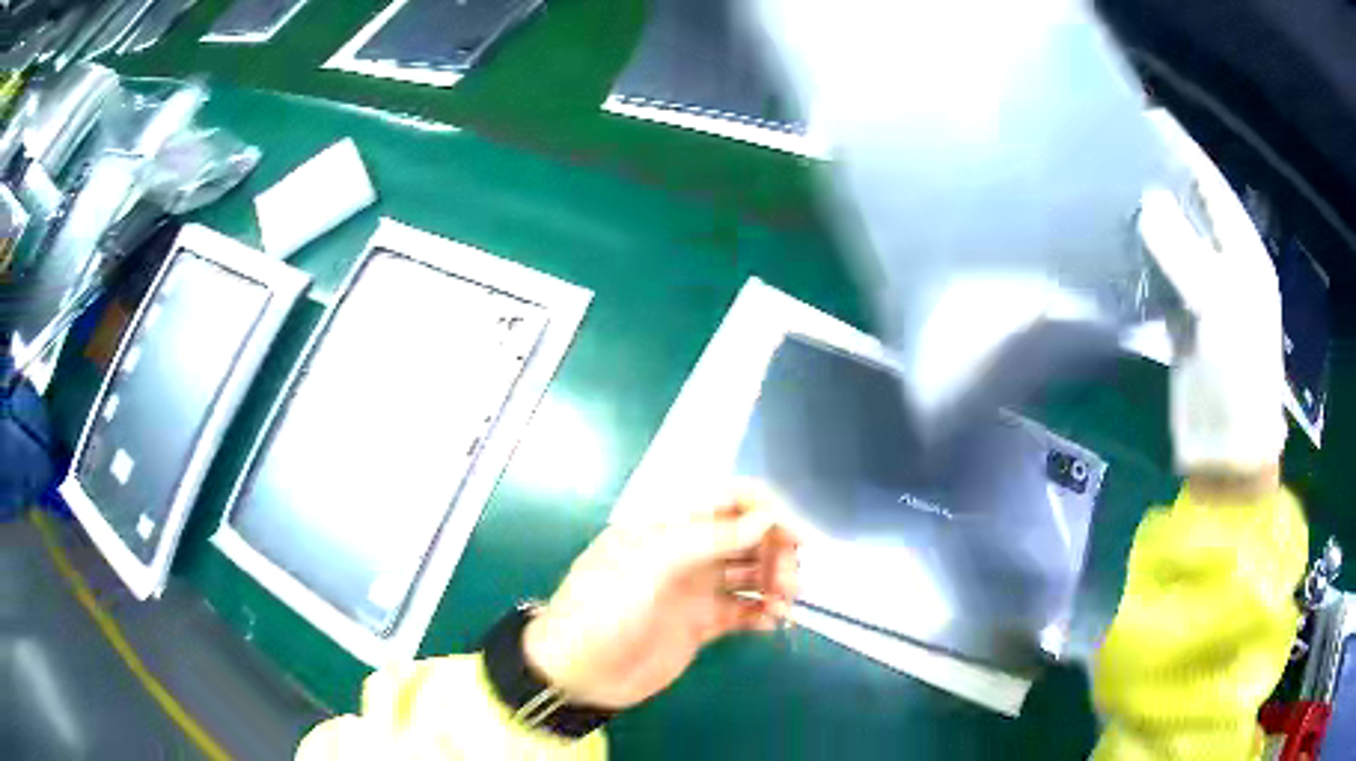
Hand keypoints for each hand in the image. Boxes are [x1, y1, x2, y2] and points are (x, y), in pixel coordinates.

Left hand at [522, 481, 800, 709]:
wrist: (578, 673)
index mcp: (670, 527)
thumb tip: (765, 520)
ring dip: (776, 583)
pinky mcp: (702, 624)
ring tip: (783, 607)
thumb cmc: (603, 610)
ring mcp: (696, 590)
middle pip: (749, 537)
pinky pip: (744, 610)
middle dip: (777, 551)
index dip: (765, 510)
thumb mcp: (648, 566)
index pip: (729, 501)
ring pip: (752, 573)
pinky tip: (772, 624)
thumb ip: (707, 540)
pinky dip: (764, 613)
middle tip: (789, 583)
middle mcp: (689, 553)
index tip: (794, 536)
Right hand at [1139, 114, 1287, 477]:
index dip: (1182, 148)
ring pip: (1171, 239)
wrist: (1226, 453)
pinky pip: (1158, 275)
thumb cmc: (1238, 379)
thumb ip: (1186, 252)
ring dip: (1144, 217)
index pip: (1211, 183)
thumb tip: (1146, 201)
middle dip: (1158, 177)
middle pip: (1190, 206)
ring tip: (1106, 187)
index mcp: (1244, 253)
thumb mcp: (1221, 310)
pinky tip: (1112, 242)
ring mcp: (1203, 292)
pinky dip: (1138, 258)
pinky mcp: (1182, 320)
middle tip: (1115, 149)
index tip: (1145, 115)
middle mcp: (1225, 263)